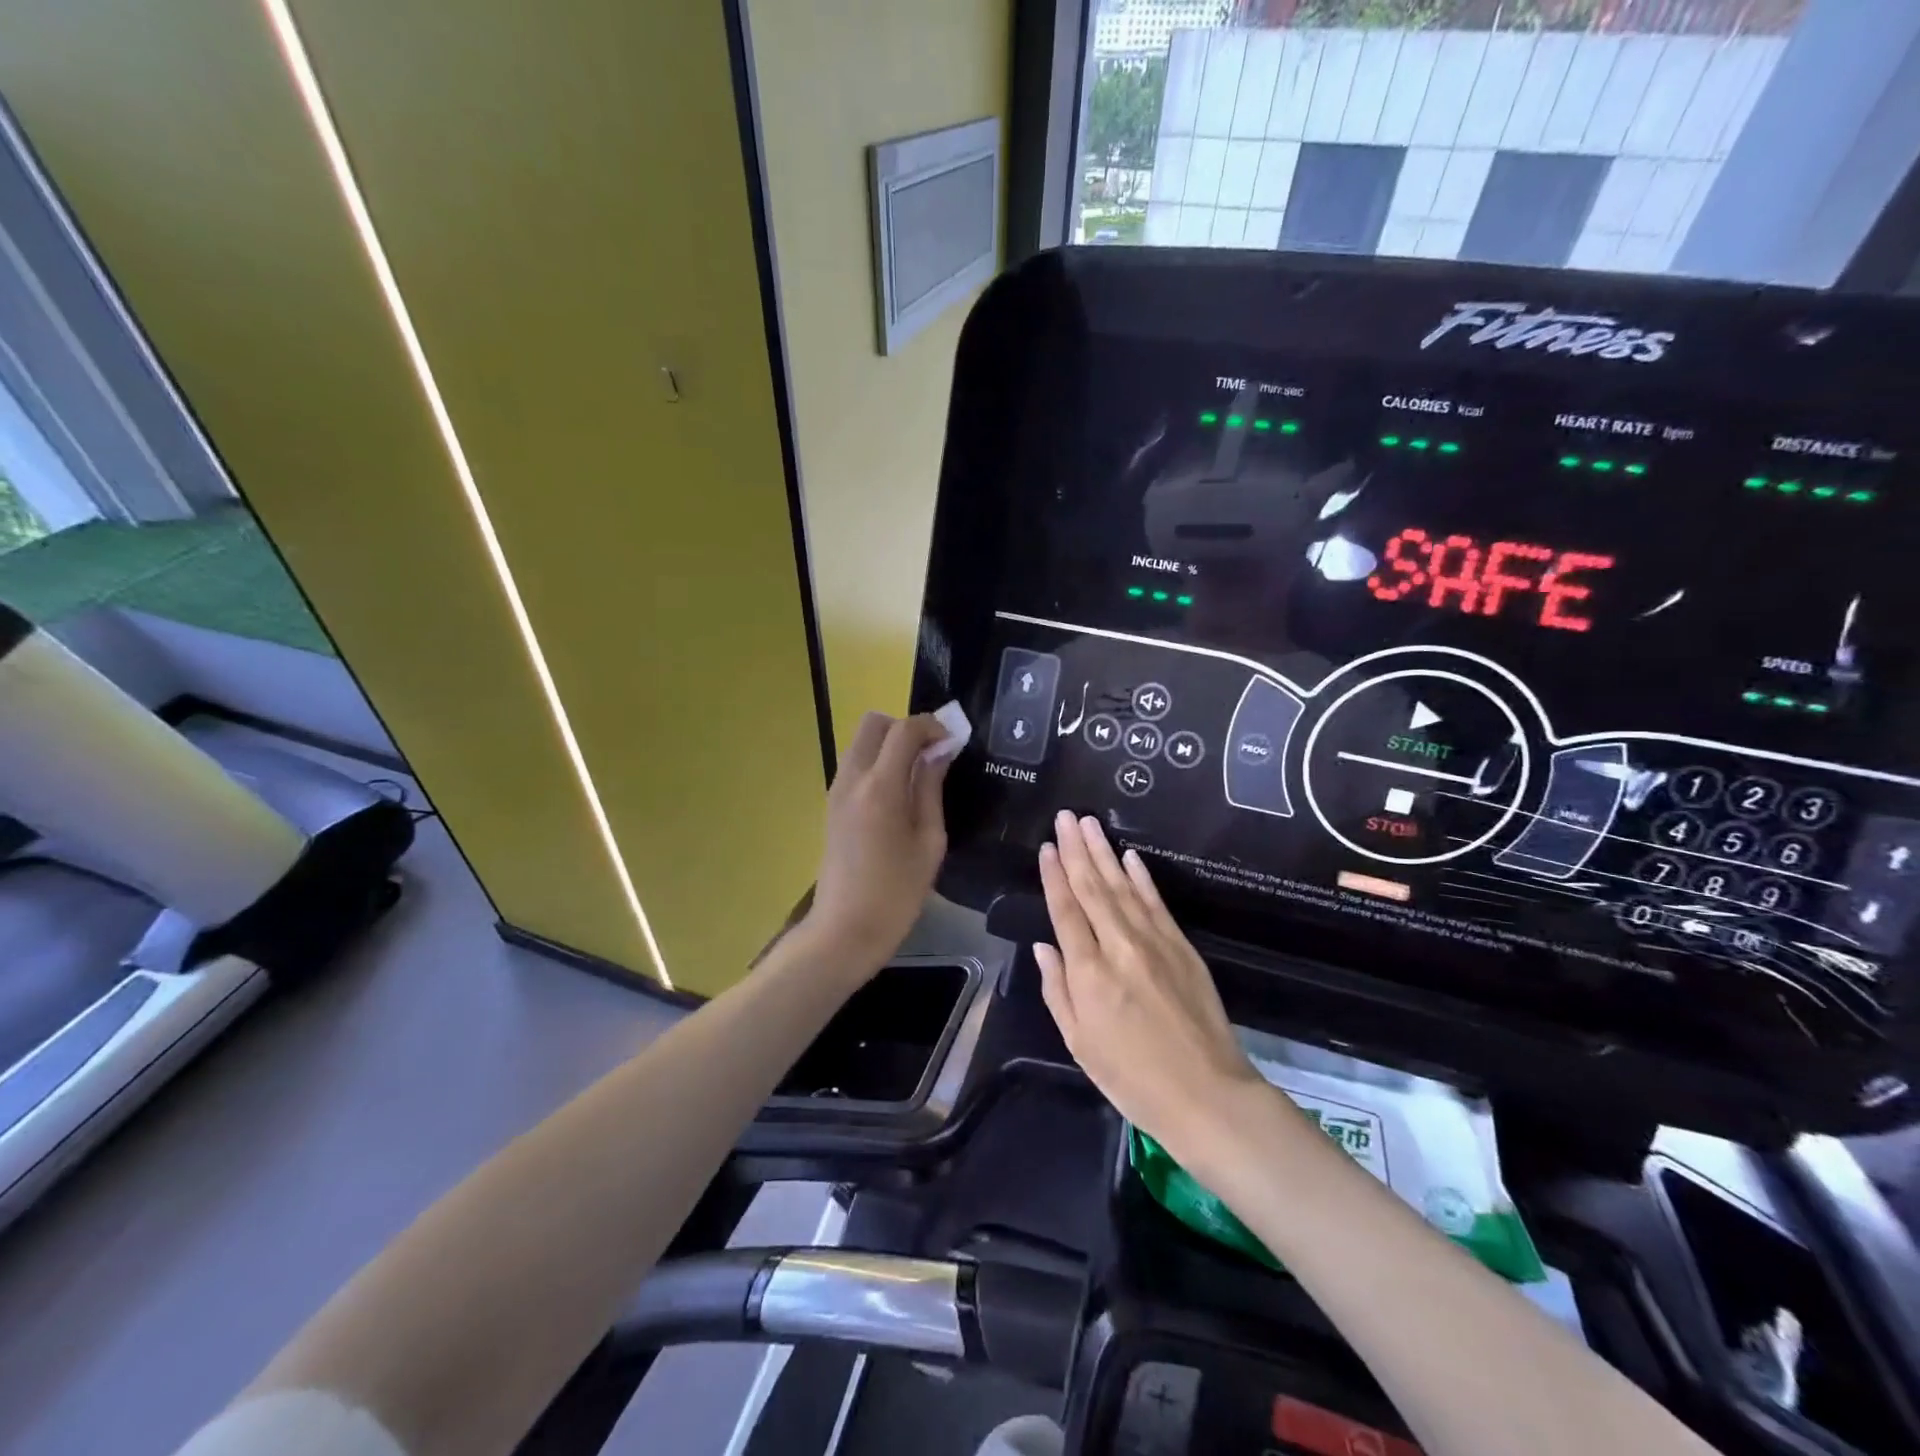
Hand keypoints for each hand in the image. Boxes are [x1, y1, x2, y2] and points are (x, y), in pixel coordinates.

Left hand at [803, 711, 950, 969]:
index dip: (931, 726)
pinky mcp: (831, 804)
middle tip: (931, 754)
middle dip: (905, 728)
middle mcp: (852, 778)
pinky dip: (876, 762)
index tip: (952, 743)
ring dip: (889, 744)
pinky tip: (897, 793)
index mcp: (880, 787)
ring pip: (860, 741)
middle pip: (874, 723)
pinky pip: (854, 764)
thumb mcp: (929, 841)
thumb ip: (931, 789)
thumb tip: (939, 752)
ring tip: (917, 775)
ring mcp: (836, 790)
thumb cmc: (897, 893)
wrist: (845, 929)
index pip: (904, 730)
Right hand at [1035, 812, 1263, 1156]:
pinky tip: (1130, 857)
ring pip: (1123, 886)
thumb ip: (1058, 990)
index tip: (1045, 847)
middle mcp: (1119, 946)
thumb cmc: (1132, 1078)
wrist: (1207, 1095)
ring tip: (1089, 823)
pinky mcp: (1182, 947)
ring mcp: (1154, 942)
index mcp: (1089, 972)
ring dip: (1104, 852)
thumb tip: (1044, 946)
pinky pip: (1156, 903)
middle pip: (1093, 887)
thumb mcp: (1080, 1043)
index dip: (1053, 875)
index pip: (1066, 910)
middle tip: (1065, 816)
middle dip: (1076, 849)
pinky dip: (1141, 877)